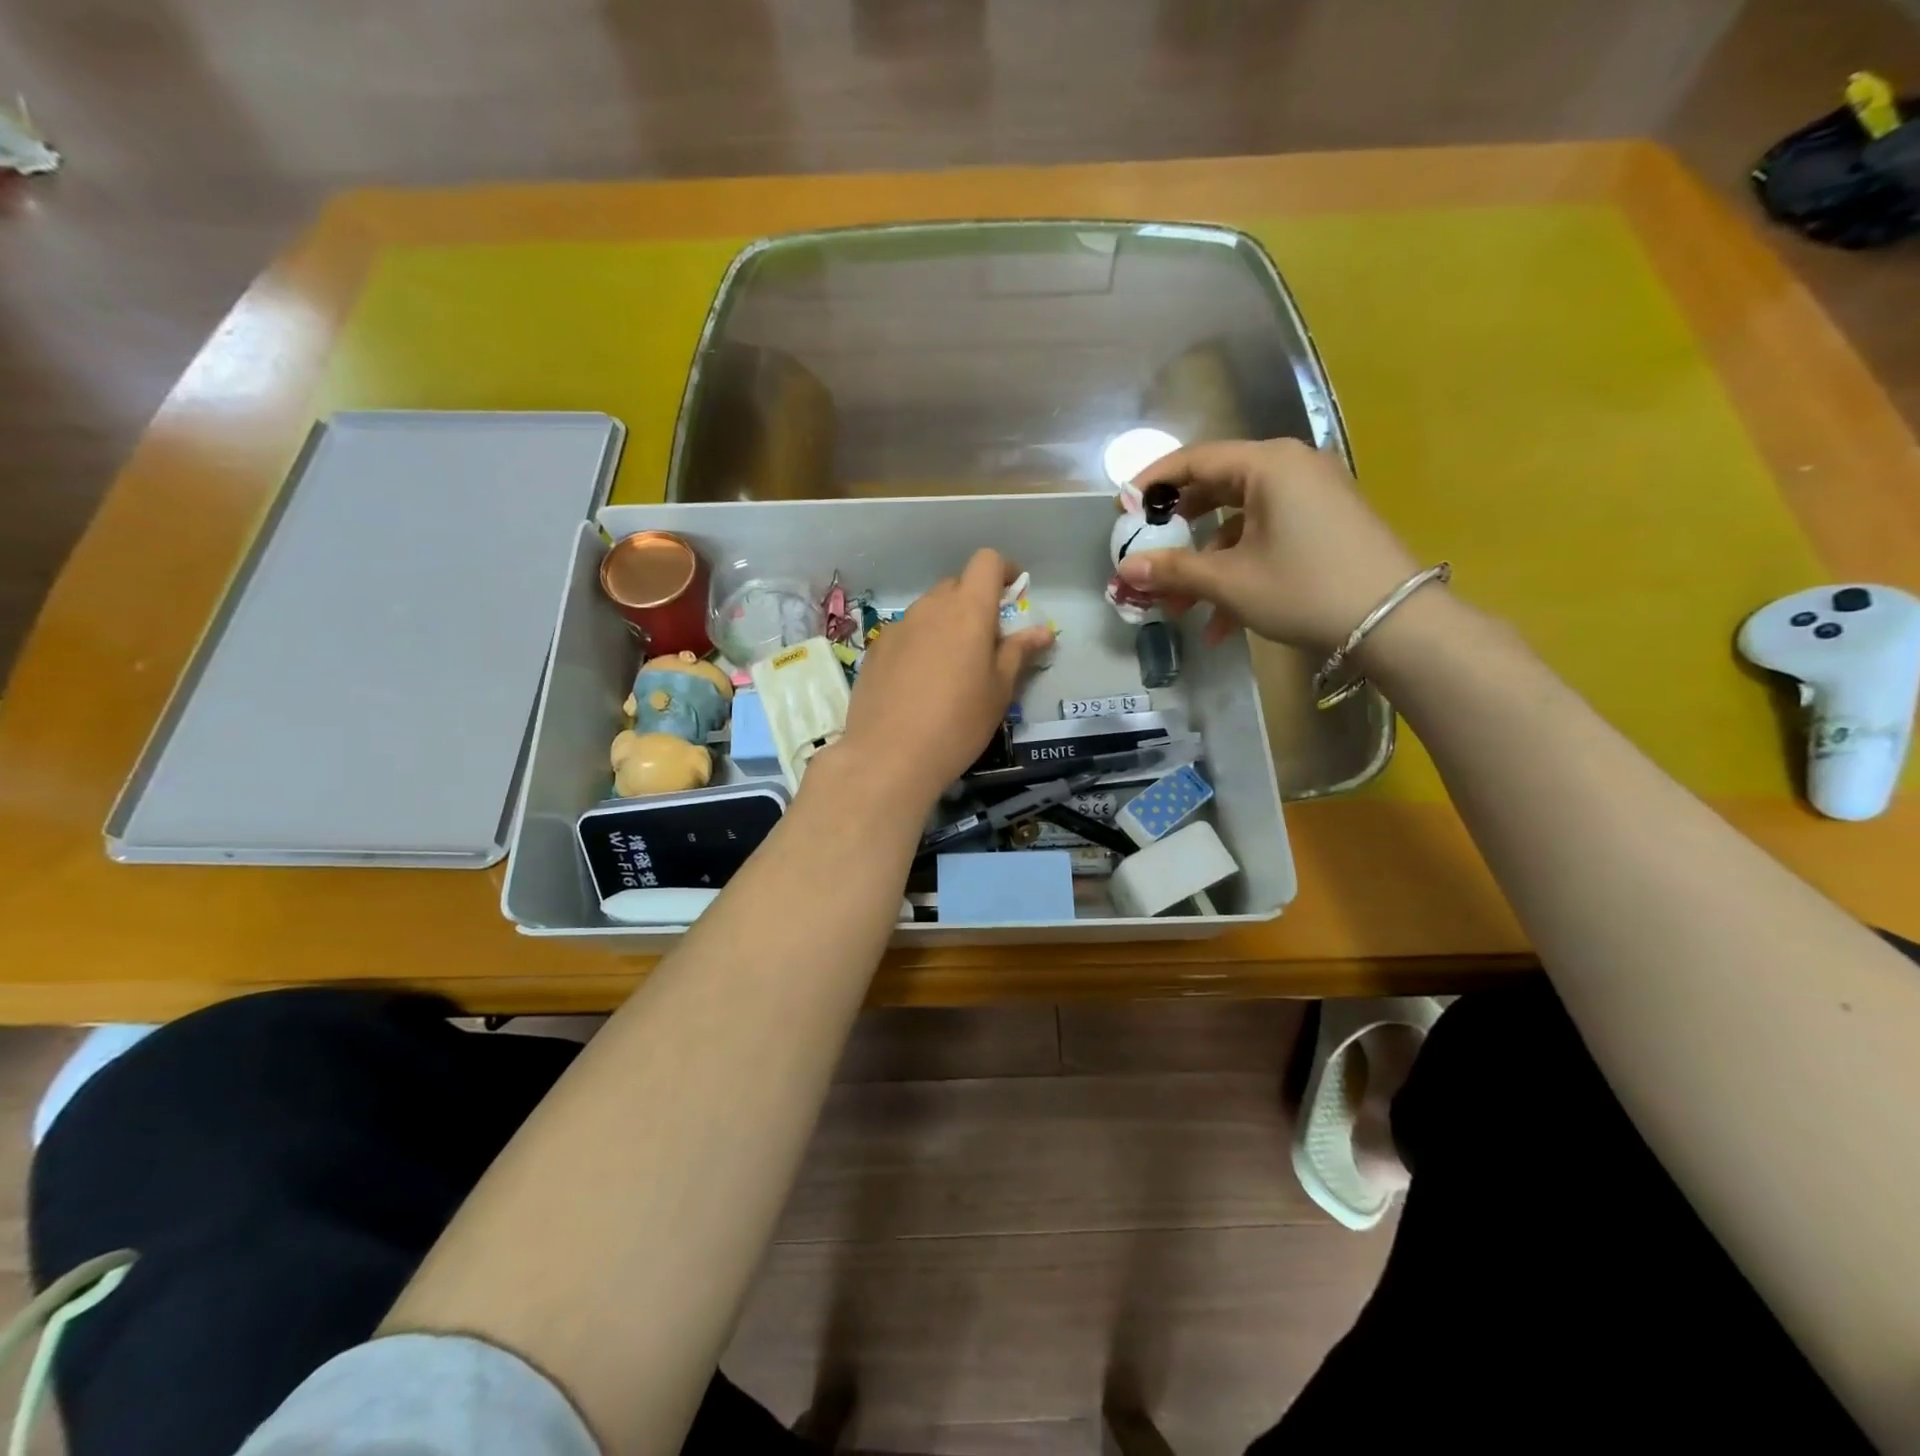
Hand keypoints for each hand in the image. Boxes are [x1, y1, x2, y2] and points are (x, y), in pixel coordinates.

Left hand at [836, 549, 1053, 805]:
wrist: (889, 756)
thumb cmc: (958, 722)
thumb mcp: (999, 690)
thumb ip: (1019, 652)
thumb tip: (1043, 630)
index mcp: (967, 609)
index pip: (985, 562)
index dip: (1003, 571)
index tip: (1013, 596)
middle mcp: (929, 607)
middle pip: (956, 585)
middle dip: (975, 603)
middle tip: (986, 644)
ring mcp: (897, 627)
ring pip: (928, 611)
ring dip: (946, 625)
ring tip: (951, 669)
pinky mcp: (875, 650)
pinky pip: (906, 634)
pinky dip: (920, 644)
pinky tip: (919, 683)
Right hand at [1117, 439, 1422, 654]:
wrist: (1393, 621)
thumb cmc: (1304, 588)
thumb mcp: (1230, 581)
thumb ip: (1173, 571)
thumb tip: (1126, 570)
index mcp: (1268, 465)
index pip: (1194, 460)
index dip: (1151, 484)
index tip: (1121, 509)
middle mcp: (1290, 468)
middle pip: (1215, 490)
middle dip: (1177, 533)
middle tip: (1148, 554)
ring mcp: (1311, 496)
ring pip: (1239, 523)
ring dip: (1205, 566)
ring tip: (1179, 608)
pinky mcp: (1323, 524)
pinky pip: (1266, 538)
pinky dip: (1238, 571)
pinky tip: (1221, 622)